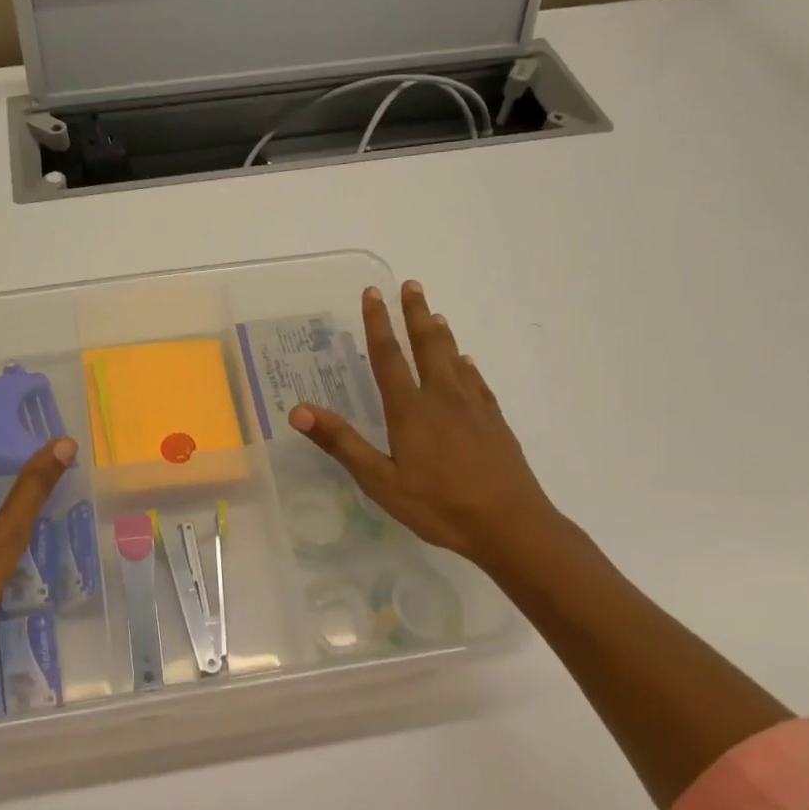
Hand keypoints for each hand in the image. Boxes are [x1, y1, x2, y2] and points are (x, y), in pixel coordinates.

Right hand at [289, 281, 559, 577]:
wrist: (510, 524)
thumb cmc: (439, 505)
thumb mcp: (380, 481)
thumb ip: (341, 443)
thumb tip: (299, 410)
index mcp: (410, 410)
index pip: (389, 357)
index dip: (377, 324)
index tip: (373, 293)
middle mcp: (442, 398)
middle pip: (427, 345)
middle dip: (415, 314)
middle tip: (410, 285)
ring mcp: (473, 407)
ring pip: (454, 358)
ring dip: (441, 333)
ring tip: (434, 314)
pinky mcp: (494, 421)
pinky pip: (476, 381)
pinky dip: (466, 365)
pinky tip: (467, 363)